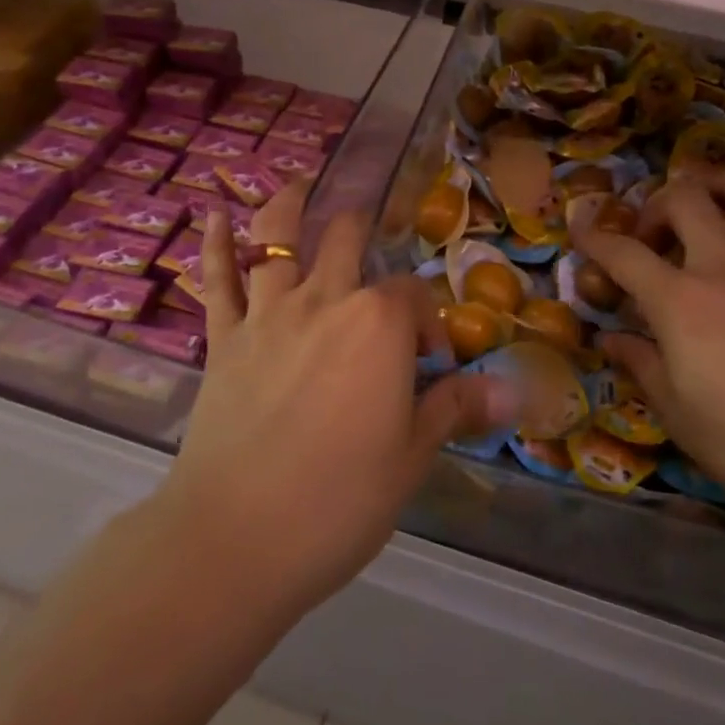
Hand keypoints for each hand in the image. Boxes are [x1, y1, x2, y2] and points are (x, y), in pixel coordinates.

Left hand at [158, 183, 514, 616]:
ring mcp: (268, 314)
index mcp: (379, 323)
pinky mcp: (224, 338)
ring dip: (290, 206)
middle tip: (368, 232)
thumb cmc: (339, 500)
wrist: (235, 539)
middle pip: (346, 239)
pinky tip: (212, 214)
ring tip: (300, 185)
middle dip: (362, 228)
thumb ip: (455, 407)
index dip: (427, 320)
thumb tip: (512, 388)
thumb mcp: (411, 455)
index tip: (430, 363)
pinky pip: (217, 280)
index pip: (412, 294)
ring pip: (277, 239)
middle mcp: (325, 299)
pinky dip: (215, 244)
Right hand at [574, 168, 724, 562]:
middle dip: (657, 203)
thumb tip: (611, 339)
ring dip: (720, 185)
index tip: (581, 231)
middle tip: (652, 235)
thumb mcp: (681, 416)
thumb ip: (642, 365)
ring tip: (709, 205)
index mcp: (682, 302)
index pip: (624, 254)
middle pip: (686, 199)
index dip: (595, 239)